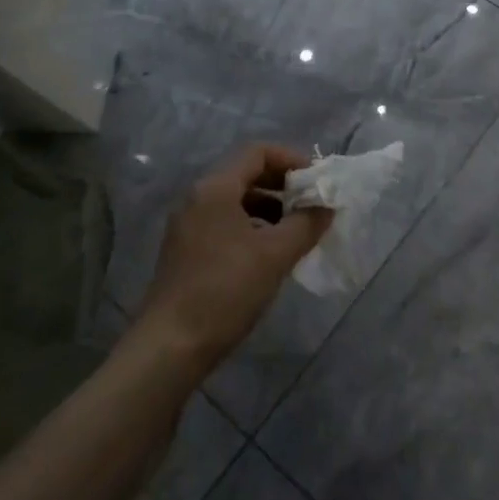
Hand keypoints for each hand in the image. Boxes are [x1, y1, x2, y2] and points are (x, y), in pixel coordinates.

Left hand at [134, 145, 332, 380]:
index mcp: (215, 188)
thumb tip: (327, 206)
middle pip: (246, 173)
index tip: (317, 181)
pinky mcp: (186, 249)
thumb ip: (306, 224)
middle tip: (312, 204)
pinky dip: (252, 226)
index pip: (257, 152)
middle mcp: (198, 197)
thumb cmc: (225, 291)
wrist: (171, 346)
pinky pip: (225, 221)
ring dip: (270, 207)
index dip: (292, 159)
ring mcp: (188, 224)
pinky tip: (270, 252)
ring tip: (297, 230)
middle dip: (283, 184)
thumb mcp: (274, 255)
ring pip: (236, 200)